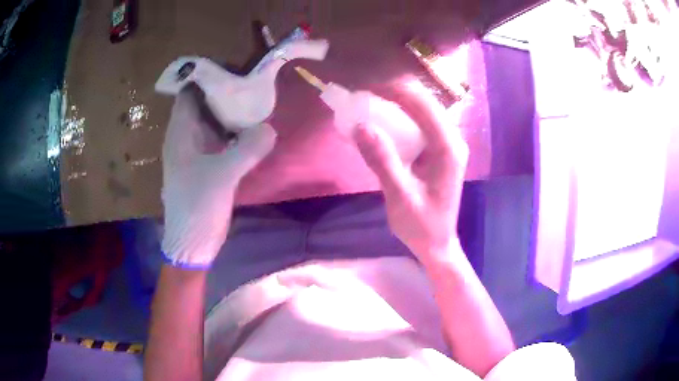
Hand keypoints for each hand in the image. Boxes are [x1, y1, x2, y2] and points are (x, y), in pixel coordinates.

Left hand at [162, 86, 275, 267]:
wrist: (192, 244)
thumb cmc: (196, 207)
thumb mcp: (221, 177)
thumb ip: (246, 150)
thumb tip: (270, 128)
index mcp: (179, 135)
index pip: (189, 94)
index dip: (207, 78)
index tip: (234, 68)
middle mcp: (185, 138)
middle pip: (202, 105)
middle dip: (224, 92)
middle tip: (252, 81)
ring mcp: (196, 152)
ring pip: (212, 122)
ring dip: (230, 112)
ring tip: (255, 99)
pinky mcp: (207, 165)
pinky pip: (220, 140)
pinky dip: (234, 132)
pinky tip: (252, 129)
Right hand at [353, 80, 468, 261]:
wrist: (437, 244)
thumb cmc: (422, 226)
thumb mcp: (400, 197)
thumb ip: (383, 160)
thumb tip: (360, 125)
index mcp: (448, 149)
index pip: (423, 106)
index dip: (394, 90)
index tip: (365, 84)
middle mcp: (452, 140)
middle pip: (424, 102)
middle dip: (394, 91)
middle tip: (362, 89)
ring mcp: (446, 143)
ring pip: (422, 109)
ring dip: (396, 100)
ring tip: (368, 97)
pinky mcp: (438, 149)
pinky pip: (419, 122)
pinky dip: (399, 115)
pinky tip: (381, 116)